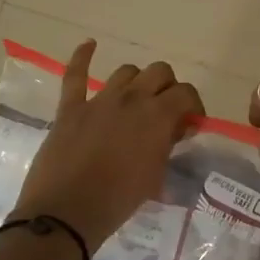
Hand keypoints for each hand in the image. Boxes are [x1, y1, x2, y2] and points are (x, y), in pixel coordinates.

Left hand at [14, 41, 204, 248]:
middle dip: (168, 87)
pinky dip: (83, 57)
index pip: (186, 93)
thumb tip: (174, 131)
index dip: (193, 106)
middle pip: (159, 72)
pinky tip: (90, 45)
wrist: (66, 214)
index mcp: (157, 116)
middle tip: (166, 110)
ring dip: (137, 81)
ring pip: (126, 72)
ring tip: (137, 100)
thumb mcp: (156, 176)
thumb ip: (168, 146)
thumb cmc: (119, 200)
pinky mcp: (71, 108)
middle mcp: (131, 99)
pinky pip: (75, 75)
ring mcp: (99, 100)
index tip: (191, 123)